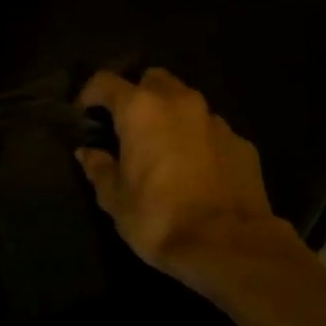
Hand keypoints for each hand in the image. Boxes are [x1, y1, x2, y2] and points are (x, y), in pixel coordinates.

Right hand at [76, 69, 283, 281]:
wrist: (228, 245)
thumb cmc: (158, 219)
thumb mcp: (115, 199)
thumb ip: (99, 169)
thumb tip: (87, 153)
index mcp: (141, 111)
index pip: (106, 82)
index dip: (89, 94)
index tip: (83, 113)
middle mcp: (180, 103)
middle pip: (153, 79)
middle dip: (137, 95)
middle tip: (127, 126)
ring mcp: (216, 121)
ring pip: (186, 102)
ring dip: (170, 116)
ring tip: (162, 148)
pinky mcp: (242, 143)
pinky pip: (211, 130)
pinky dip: (198, 140)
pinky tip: (194, 170)